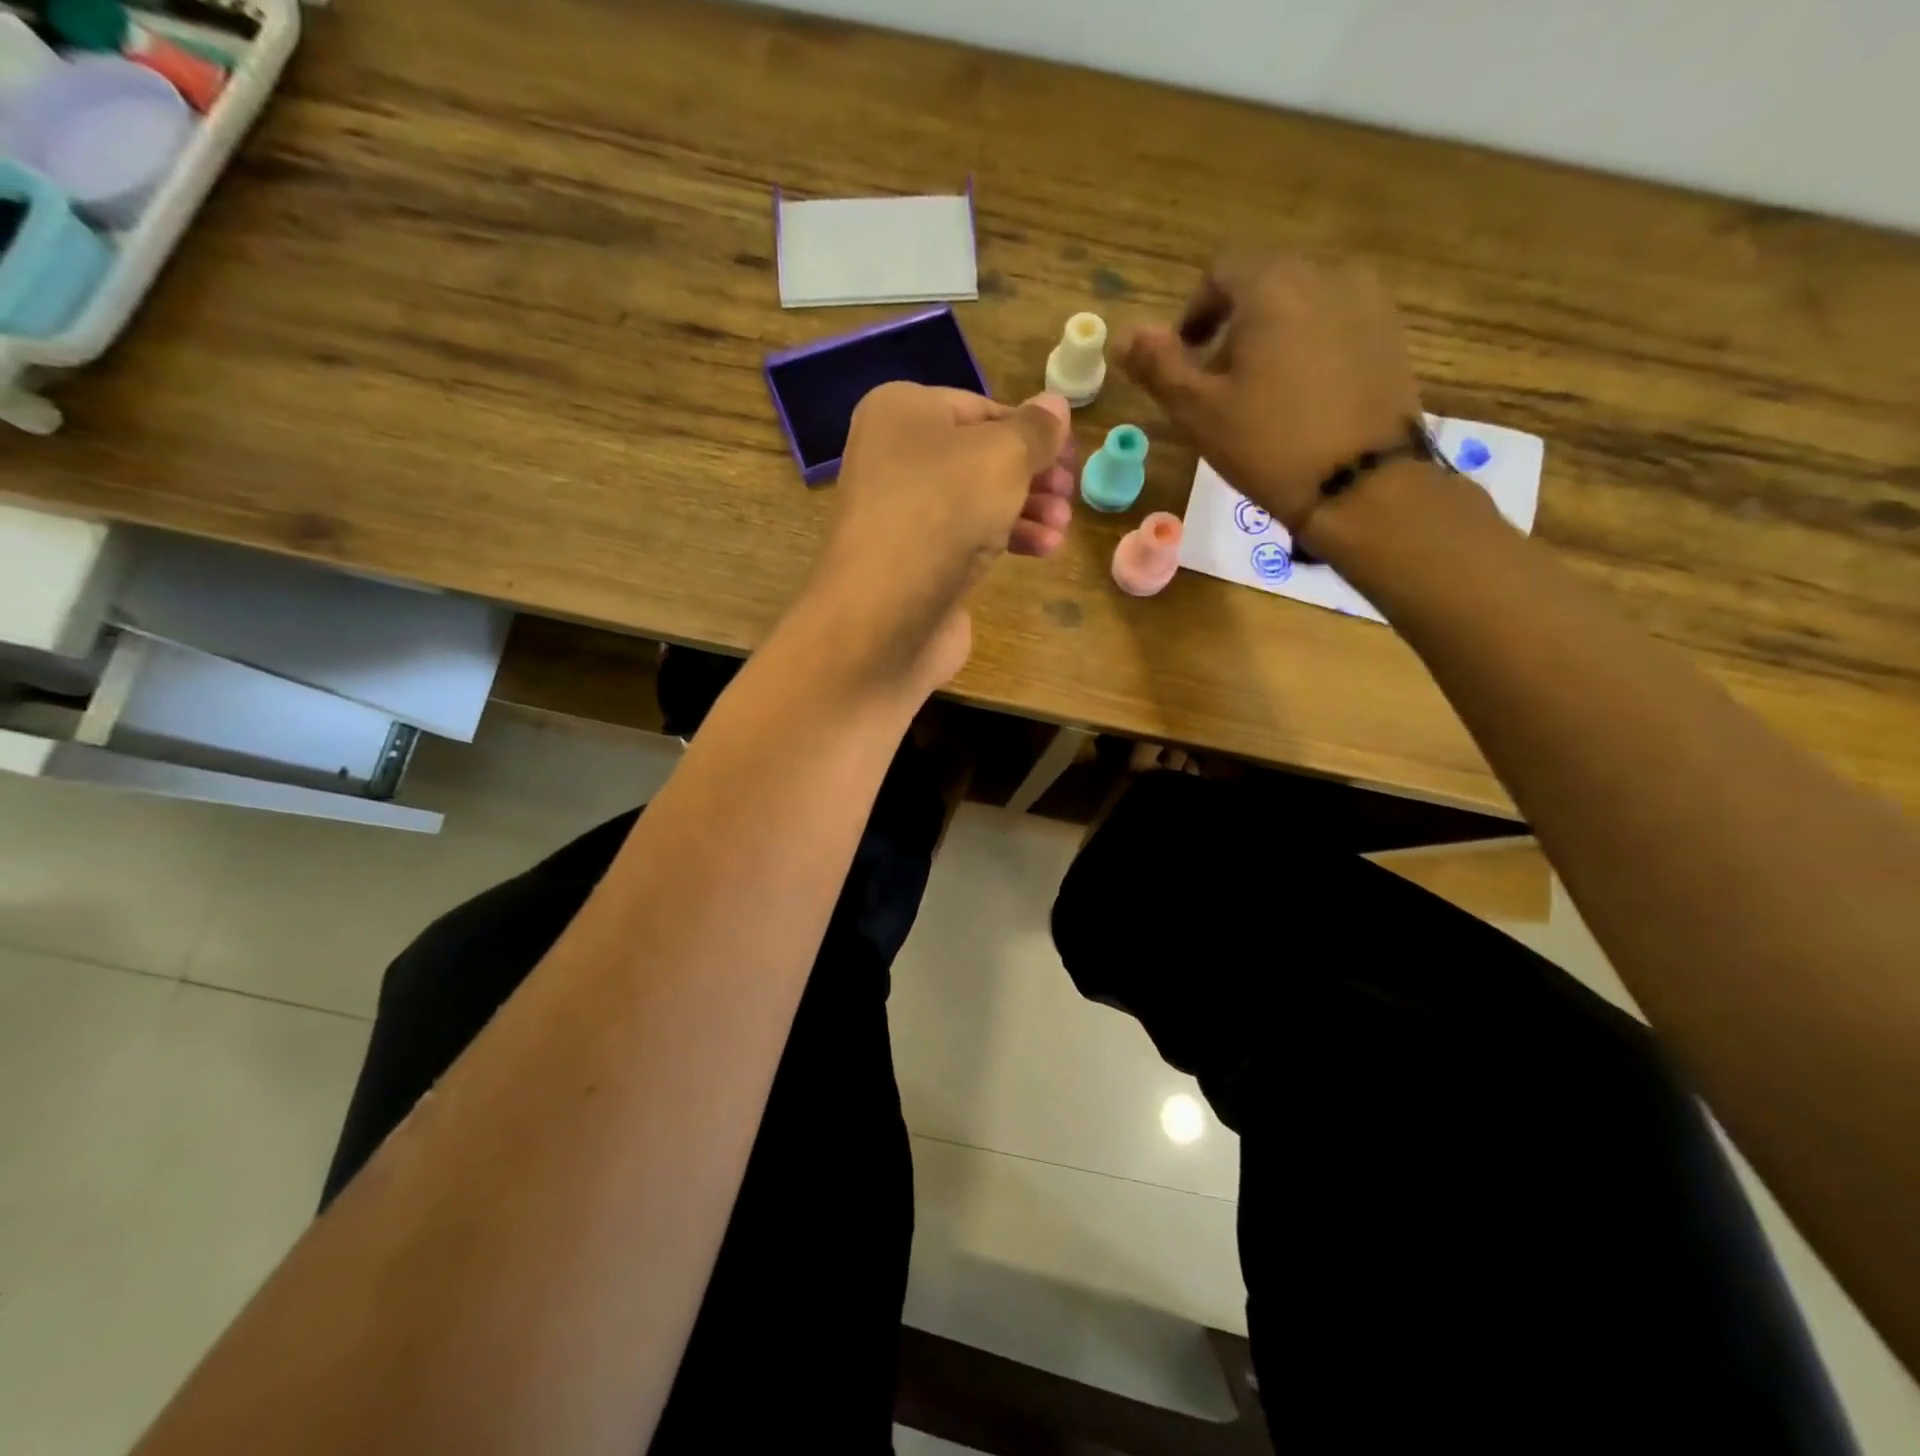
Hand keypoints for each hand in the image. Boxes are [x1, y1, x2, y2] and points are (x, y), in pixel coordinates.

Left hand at [803, 383, 1074, 695]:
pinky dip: (1006, 540)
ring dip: (1027, 511)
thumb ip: (1035, 431)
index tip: (1071, 454)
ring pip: (978, 502)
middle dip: (1033, 476)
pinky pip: (967, 539)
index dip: (1031, 429)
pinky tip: (1043, 551)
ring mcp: (903, 514)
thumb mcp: (1002, 457)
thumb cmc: (942, 512)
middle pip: (981, 458)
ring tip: (1062, 528)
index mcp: (901, 412)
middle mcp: (894, 458)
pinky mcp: (915, 562)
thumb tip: (1055, 404)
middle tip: (1070, 494)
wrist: (884, 617)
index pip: (980, 408)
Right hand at [1120, 253, 1424, 534]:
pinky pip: (1338, 323)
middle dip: (1235, 323)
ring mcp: (1369, 300)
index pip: (1222, 272)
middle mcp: (1326, 273)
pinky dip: (1312, 346)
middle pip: (1265, 283)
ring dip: (1274, 333)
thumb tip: (1124, 335)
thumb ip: (1159, 367)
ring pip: (1304, 302)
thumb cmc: (1268, 445)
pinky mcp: (1392, 333)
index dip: (1195, 313)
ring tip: (1263, 392)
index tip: (1186, 359)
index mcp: (1273, 284)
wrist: (1362, 486)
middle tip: (1219, 381)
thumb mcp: (1199, 411)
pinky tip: (1304, 396)